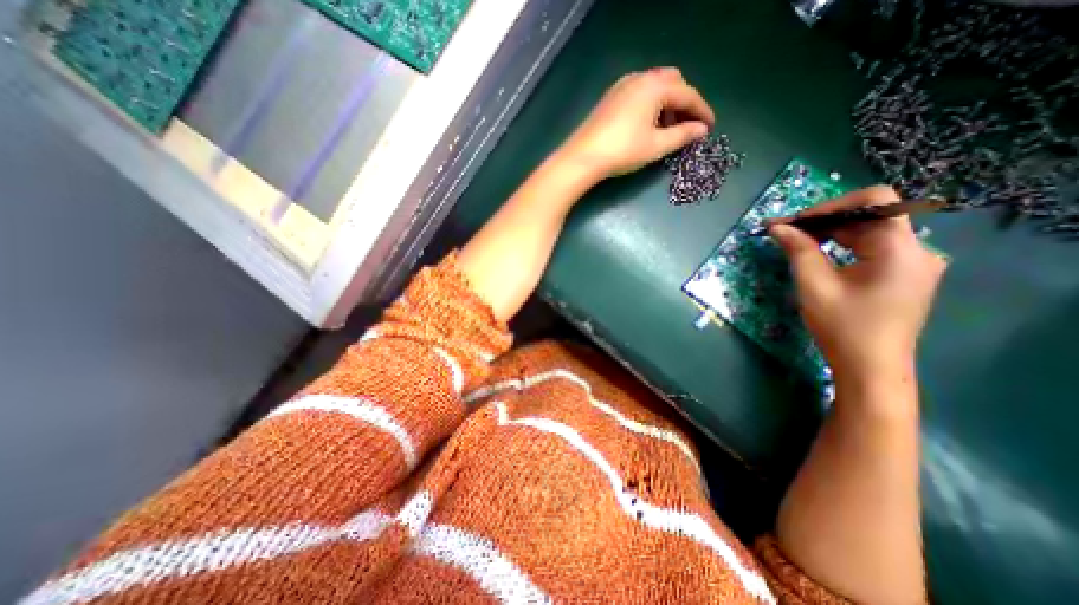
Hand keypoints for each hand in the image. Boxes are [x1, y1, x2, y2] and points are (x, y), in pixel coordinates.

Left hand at [556, 66, 714, 182]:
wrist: (583, 157)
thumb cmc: (623, 151)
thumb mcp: (656, 145)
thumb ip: (683, 135)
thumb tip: (701, 130)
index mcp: (655, 86)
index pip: (688, 94)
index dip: (701, 111)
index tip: (709, 127)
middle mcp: (640, 78)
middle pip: (672, 83)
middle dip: (683, 103)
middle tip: (687, 126)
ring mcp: (622, 86)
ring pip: (654, 88)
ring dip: (666, 104)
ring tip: (667, 130)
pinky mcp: (611, 98)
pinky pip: (639, 94)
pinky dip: (650, 105)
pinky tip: (647, 125)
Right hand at [771, 186, 945, 380]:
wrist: (869, 367)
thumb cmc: (841, 326)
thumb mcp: (813, 285)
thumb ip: (798, 250)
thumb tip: (777, 227)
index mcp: (900, 248)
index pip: (874, 201)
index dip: (830, 205)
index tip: (795, 222)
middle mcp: (916, 249)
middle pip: (870, 215)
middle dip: (824, 220)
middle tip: (785, 231)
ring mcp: (913, 263)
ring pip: (870, 231)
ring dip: (831, 232)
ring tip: (796, 241)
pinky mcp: (904, 275)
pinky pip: (872, 247)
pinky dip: (843, 245)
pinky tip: (819, 254)